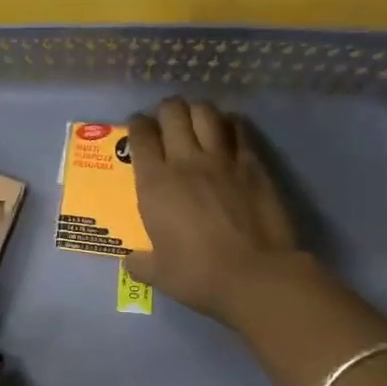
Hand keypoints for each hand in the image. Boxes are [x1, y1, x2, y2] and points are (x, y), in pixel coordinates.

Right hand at [124, 98, 300, 324]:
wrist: (255, 276)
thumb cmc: (198, 275)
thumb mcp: (159, 274)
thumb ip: (141, 263)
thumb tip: (131, 262)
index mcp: (155, 184)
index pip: (140, 136)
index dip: (136, 125)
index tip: (137, 127)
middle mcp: (185, 161)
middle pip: (172, 113)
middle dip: (166, 110)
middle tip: (165, 119)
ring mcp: (222, 159)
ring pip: (205, 113)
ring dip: (196, 110)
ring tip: (195, 117)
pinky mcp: (253, 164)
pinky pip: (239, 129)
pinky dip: (230, 123)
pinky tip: (228, 128)